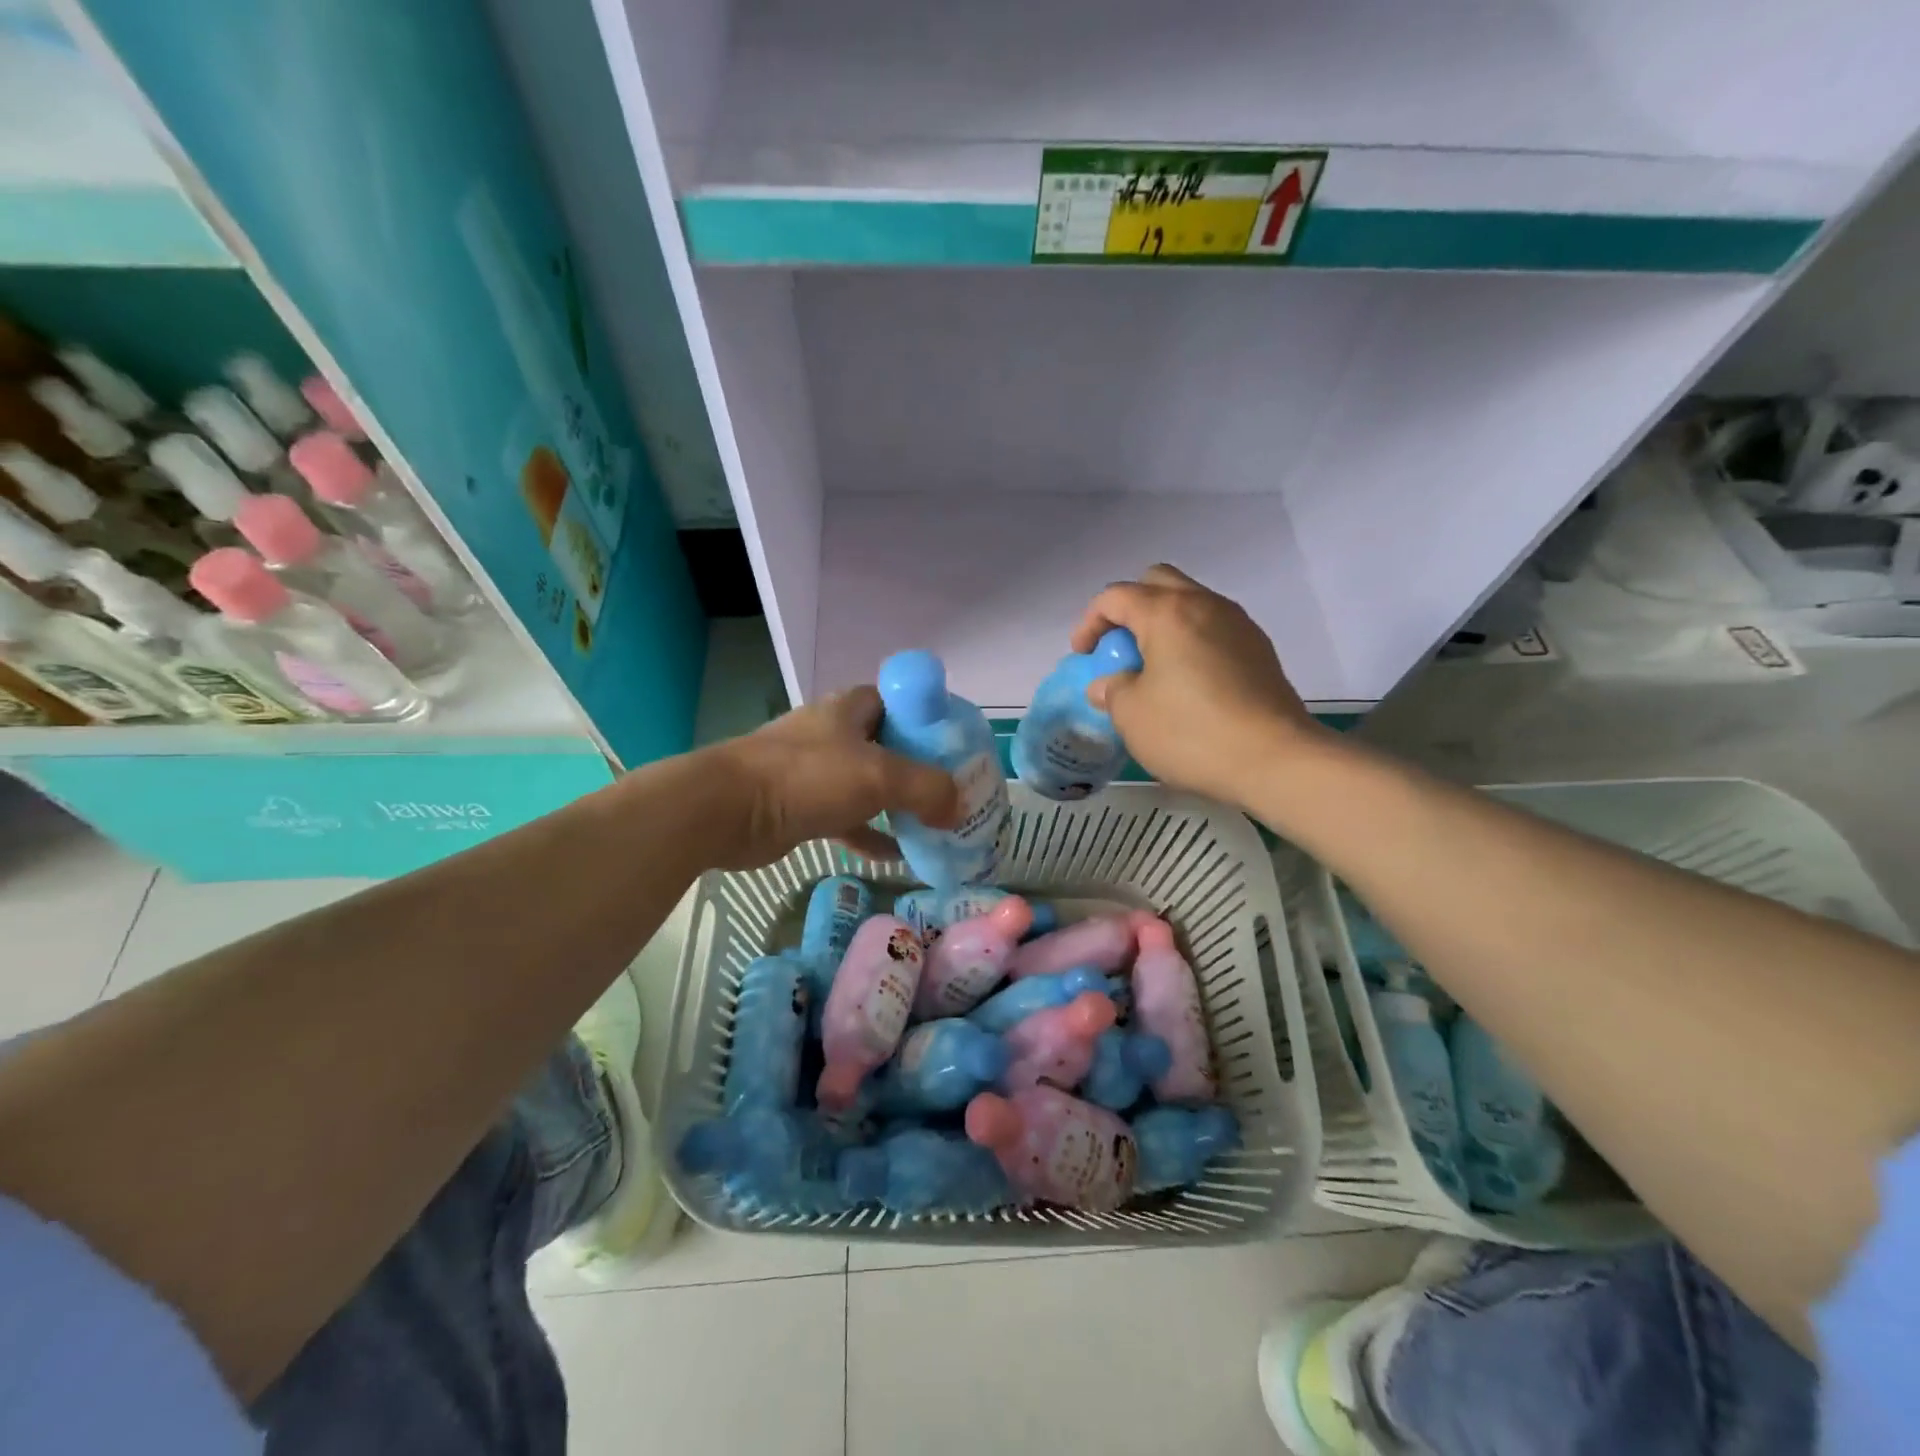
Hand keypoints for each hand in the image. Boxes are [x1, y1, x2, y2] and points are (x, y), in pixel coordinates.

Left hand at [705, 686, 959, 868]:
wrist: (729, 811)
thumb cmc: (807, 777)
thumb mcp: (879, 775)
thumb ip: (927, 788)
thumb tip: (959, 807)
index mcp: (850, 709)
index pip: (898, 702)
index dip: (927, 720)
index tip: (954, 747)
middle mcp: (834, 734)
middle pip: (887, 745)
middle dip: (918, 768)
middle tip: (951, 792)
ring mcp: (816, 772)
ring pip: (868, 785)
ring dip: (897, 804)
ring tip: (934, 825)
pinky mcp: (803, 807)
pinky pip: (849, 819)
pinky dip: (872, 835)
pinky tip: (899, 857)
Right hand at [1069, 564, 1320, 806]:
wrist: (1275, 760)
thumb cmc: (1191, 733)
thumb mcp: (1132, 715)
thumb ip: (1112, 690)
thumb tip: (1108, 684)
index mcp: (1167, 613)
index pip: (1116, 596)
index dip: (1090, 622)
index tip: (1083, 655)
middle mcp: (1205, 604)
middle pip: (1157, 582)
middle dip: (1130, 609)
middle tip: (1120, 649)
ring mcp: (1238, 624)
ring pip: (1190, 603)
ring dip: (1163, 624)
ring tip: (1152, 668)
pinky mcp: (1259, 650)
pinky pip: (1214, 628)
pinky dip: (1191, 642)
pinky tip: (1188, 683)